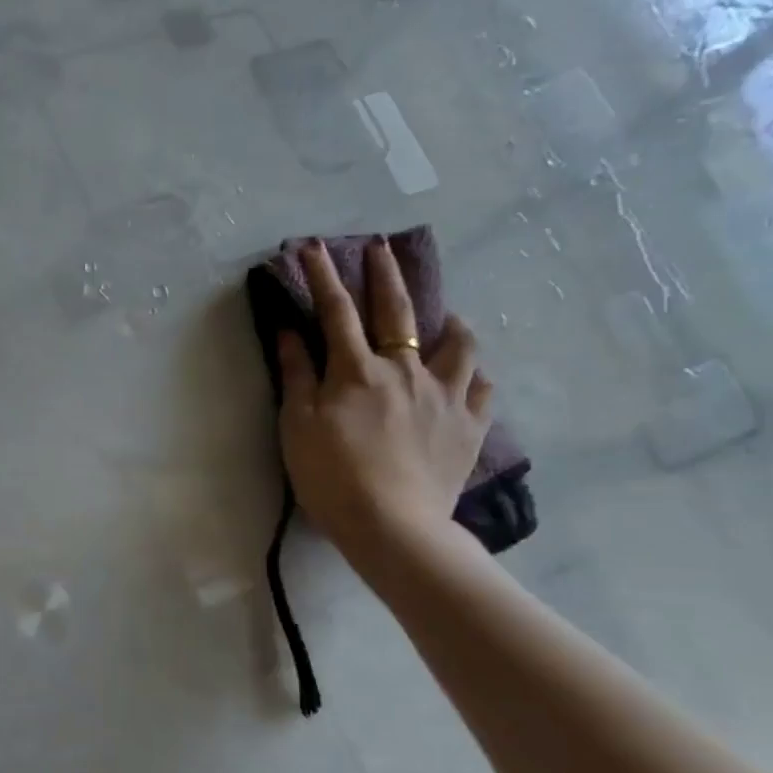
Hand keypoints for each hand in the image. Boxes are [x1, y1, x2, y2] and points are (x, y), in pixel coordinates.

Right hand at [277, 237, 491, 551]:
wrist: (392, 526)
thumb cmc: (331, 476)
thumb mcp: (297, 426)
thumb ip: (296, 375)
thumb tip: (291, 332)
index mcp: (357, 370)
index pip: (335, 311)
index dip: (323, 275)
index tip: (313, 247)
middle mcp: (405, 370)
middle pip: (397, 311)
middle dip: (386, 274)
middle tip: (382, 248)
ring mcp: (445, 396)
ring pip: (459, 343)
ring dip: (450, 322)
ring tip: (448, 318)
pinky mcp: (470, 426)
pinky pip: (482, 388)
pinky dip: (474, 375)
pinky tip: (469, 376)